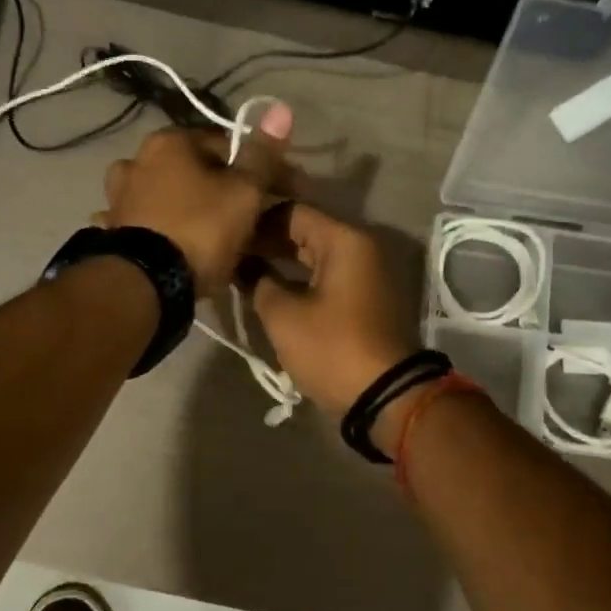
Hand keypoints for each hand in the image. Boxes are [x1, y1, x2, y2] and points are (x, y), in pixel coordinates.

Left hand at [99, 104, 292, 296]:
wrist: (146, 282)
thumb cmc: (201, 229)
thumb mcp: (244, 192)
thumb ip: (261, 155)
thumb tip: (280, 109)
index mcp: (170, 141)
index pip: (226, 145)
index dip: (255, 170)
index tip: (273, 195)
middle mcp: (136, 158)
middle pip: (192, 169)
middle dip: (216, 188)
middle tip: (242, 220)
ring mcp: (118, 194)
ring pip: (165, 194)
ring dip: (182, 206)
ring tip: (206, 236)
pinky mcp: (111, 228)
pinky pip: (146, 221)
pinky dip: (159, 227)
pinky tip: (170, 244)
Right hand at [247, 203, 420, 420]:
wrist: (385, 398)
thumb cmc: (331, 348)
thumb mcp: (283, 315)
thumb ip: (258, 281)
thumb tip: (244, 267)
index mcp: (345, 241)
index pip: (292, 212)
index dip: (255, 221)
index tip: (226, 235)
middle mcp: (360, 248)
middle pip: (305, 232)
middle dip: (266, 242)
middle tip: (229, 255)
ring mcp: (366, 274)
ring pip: (315, 257)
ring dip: (281, 263)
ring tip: (242, 273)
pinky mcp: (364, 299)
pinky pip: (326, 277)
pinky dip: (300, 280)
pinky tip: (270, 291)